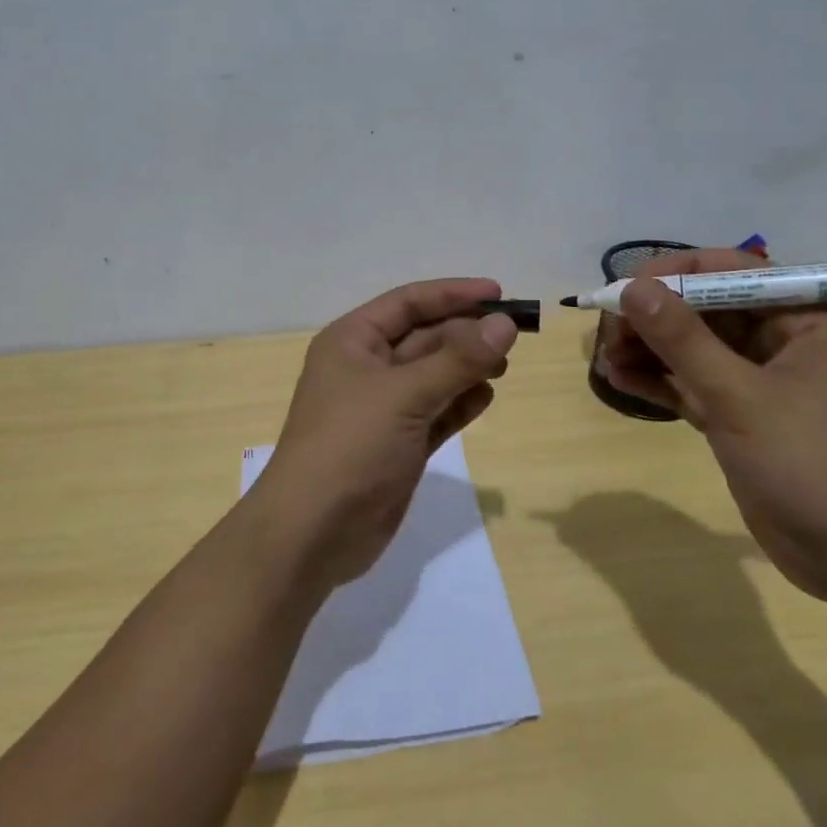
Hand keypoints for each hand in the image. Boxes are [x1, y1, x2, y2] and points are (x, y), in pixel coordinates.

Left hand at [253, 278, 518, 588]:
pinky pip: (436, 412)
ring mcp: (383, 409)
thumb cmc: (351, 446)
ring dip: (467, 367)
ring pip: (433, 375)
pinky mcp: (399, 445)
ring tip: (504, 365)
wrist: (313, 533)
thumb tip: (505, 324)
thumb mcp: (404, 394)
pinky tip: (486, 397)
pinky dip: (460, 403)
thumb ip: (458, 359)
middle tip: (513, 336)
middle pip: (425, 337)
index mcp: (353, 341)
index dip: (453, 294)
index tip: (499, 293)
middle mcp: (366, 368)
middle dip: (466, 333)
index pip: (408, 303)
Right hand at [600, 248, 826, 599]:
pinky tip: (618, 378)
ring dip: (648, 349)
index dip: (676, 274)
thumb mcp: (740, 397)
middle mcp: (783, 340)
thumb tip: (632, 289)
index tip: (627, 289)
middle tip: (607, 331)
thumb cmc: (811, 463)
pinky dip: (658, 380)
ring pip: (694, 348)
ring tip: (604, 358)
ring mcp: (759, 380)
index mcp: (805, 318)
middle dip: (654, 318)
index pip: (733, 273)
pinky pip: (691, 383)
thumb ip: (683, 340)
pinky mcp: (740, 416)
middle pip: (706, 309)